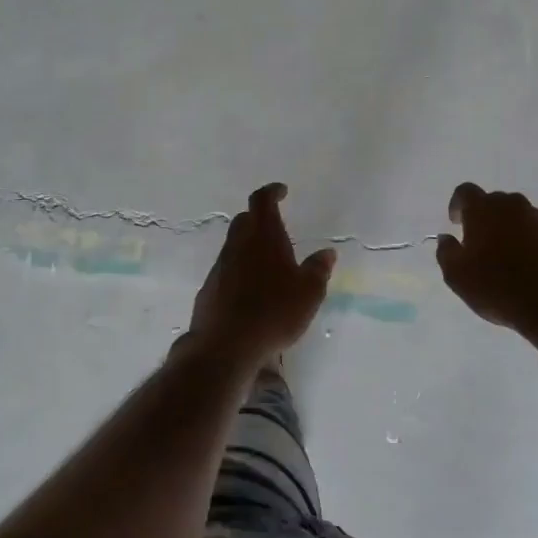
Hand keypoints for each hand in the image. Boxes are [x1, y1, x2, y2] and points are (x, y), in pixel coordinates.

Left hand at [185, 183, 335, 365]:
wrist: (226, 345)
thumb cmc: (274, 312)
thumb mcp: (309, 292)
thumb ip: (318, 269)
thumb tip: (327, 253)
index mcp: (264, 237)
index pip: (262, 201)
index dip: (272, 192)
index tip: (282, 191)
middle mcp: (238, 245)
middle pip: (244, 220)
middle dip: (259, 218)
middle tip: (275, 227)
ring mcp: (220, 267)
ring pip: (234, 245)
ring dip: (249, 246)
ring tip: (268, 264)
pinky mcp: (209, 289)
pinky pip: (226, 270)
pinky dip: (239, 271)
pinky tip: (251, 291)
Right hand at [437, 183, 537, 334]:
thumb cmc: (497, 288)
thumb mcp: (457, 277)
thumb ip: (446, 251)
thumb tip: (446, 238)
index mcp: (483, 210)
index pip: (465, 192)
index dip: (458, 205)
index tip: (457, 224)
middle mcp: (512, 205)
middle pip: (494, 201)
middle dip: (486, 217)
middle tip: (483, 243)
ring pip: (519, 214)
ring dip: (511, 227)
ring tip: (511, 254)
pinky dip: (534, 237)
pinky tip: (535, 259)